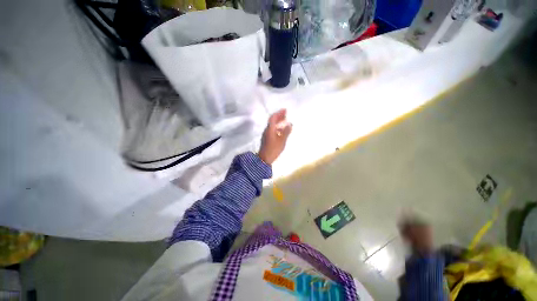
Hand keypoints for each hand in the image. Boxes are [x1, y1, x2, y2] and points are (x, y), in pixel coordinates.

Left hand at [258, 109, 292, 164]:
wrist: (264, 158)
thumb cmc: (273, 149)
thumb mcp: (282, 141)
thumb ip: (286, 132)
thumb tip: (290, 124)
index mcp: (270, 129)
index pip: (273, 118)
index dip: (279, 113)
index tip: (285, 110)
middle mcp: (267, 130)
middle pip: (272, 121)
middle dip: (279, 116)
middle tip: (286, 114)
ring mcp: (266, 134)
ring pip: (272, 125)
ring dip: (278, 122)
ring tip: (285, 121)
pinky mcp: (267, 138)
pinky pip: (272, 129)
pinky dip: (277, 127)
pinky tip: (281, 130)